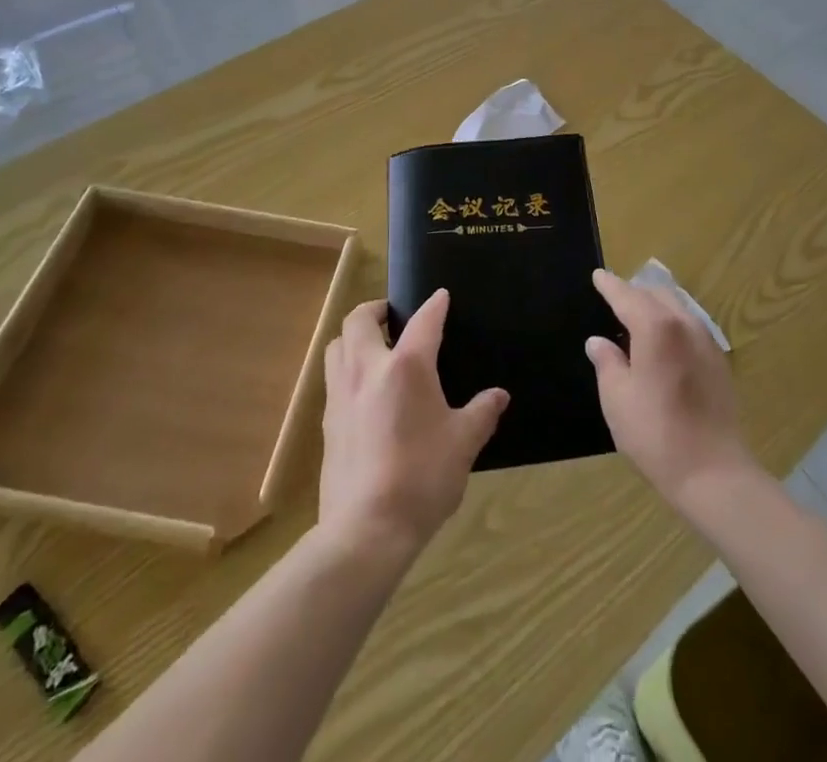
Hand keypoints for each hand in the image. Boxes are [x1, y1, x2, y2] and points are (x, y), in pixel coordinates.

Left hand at [319, 293, 506, 561]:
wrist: (366, 529)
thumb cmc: (422, 478)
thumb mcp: (463, 444)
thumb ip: (482, 413)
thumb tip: (499, 396)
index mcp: (406, 367)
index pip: (423, 321)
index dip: (434, 305)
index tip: (441, 296)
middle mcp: (368, 369)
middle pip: (359, 319)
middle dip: (376, 309)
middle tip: (393, 315)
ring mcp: (341, 395)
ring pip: (337, 346)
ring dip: (354, 337)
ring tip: (374, 348)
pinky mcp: (327, 423)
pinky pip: (333, 379)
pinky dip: (347, 370)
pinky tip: (364, 392)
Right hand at [586, 269, 754, 505]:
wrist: (713, 472)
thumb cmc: (656, 434)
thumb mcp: (617, 398)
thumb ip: (606, 362)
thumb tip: (598, 342)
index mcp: (656, 327)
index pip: (627, 295)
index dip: (610, 285)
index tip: (598, 276)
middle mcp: (684, 324)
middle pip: (656, 294)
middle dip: (634, 292)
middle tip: (614, 298)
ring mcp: (706, 341)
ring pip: (677, 306)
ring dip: (655, 305)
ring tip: (637, 317)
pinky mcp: (718, 361)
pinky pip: (690, 325)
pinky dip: (672, 322)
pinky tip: (663, 341)